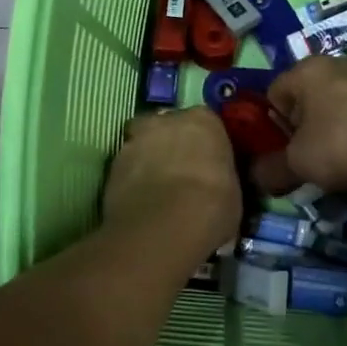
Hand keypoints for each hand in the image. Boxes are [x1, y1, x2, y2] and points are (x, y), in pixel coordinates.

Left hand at [102, 108, 239, 256]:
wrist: (164, 226)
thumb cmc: (212, 204)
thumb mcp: (234, 192)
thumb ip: (223, 178)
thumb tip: (219, 187)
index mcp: (204, 120)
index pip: (206, 123)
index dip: (205, 144)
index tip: (208, 163)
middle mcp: (167, 120)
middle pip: (169, 127)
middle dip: (172, 145)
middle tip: (181, 174)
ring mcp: (135, 139)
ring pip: (143, 144)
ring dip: (148, 160)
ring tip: (157, 192)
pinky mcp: (112, 164)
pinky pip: (126, 168)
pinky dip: (131, 180)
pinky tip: (139, 203)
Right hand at [254, 56, 346, 197]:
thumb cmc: (341, 146)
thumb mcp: (298, 163)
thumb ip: (271, 169)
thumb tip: (255, 177)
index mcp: (306, 69)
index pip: (273, 95)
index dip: (274, 126)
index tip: (286, 151)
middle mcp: (335, 63)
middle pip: (304, 97)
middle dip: (302, 126)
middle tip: (310, 156)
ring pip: (333, 104)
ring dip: (330, 127)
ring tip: (338, 157)